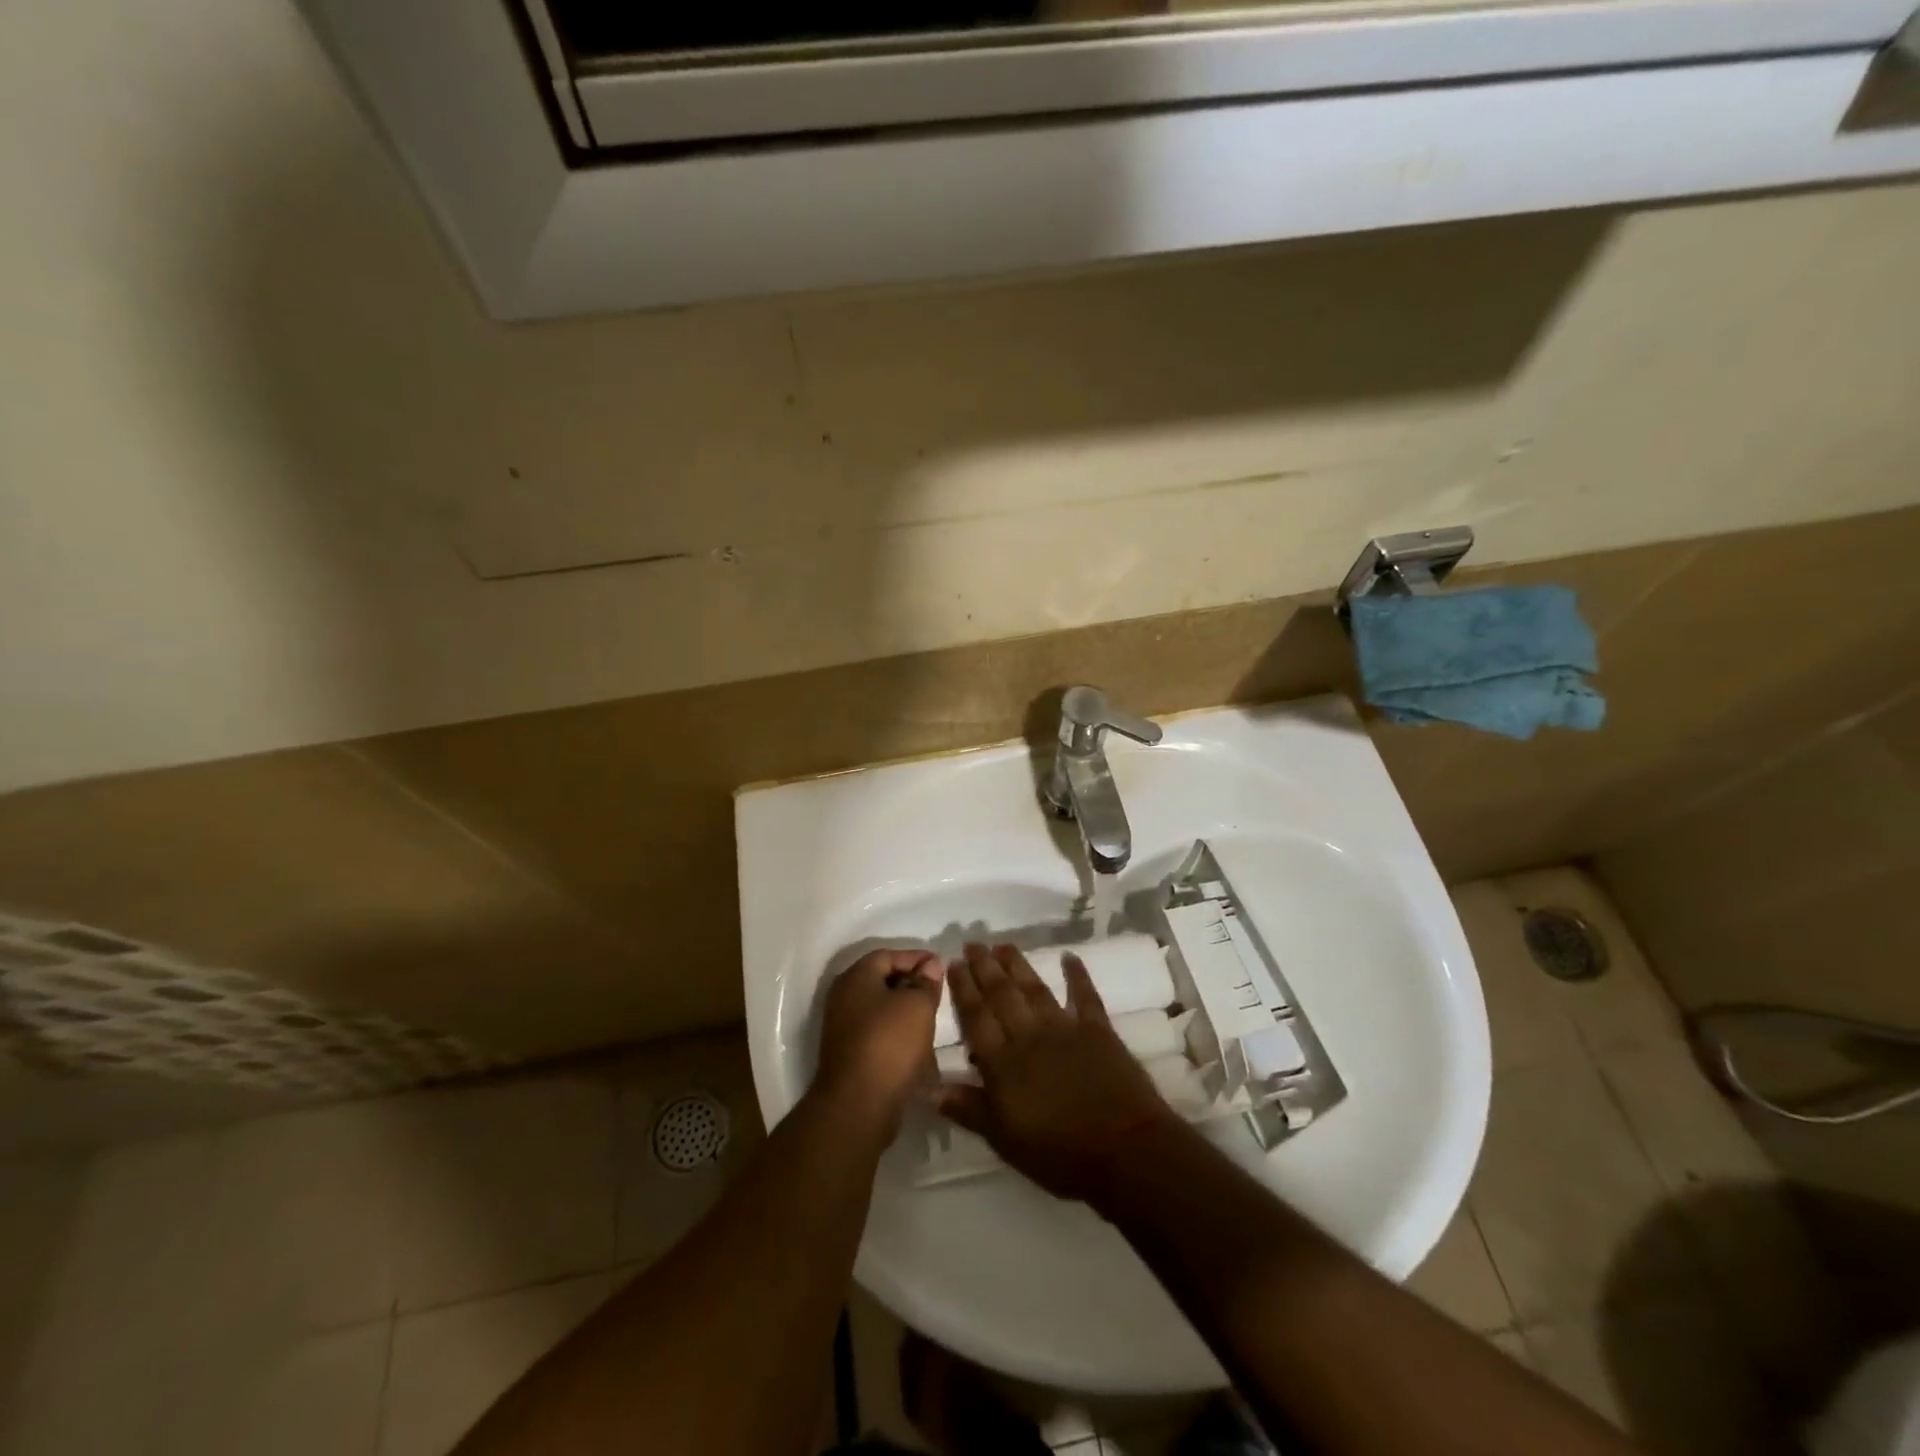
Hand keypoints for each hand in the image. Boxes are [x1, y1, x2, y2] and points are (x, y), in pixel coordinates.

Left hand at [815, 948, 944, 1131]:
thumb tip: (930, 965)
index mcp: (856, 977)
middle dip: (912, 983)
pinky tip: (917, 1043)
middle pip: (882, 980)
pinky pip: (877, 1032)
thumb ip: (926, 982)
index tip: (942, 966)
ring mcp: (843, 1027)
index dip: (916, 957)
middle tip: (938, 990)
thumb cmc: (889, 1044)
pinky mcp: (849, 1054)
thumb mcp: (918, 1006)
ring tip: (932, 1016)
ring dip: (905, 1010)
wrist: (858, 1106)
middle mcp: (844, 997)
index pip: (888, 955)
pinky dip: (897, 1032)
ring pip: (880, 1008)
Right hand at [937, 944, 1180, 1202]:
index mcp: (1003, 1063)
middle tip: (973, 943)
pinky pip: (1085, 996)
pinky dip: (1078, 975)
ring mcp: (1065, 1028)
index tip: (953, 962)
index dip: (963, 989)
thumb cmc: (1058, 1153)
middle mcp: (1029, 1036)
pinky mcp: (1098, 1030)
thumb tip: (929, 1088)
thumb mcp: (1004, 1140)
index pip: (976, 1018)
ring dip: (1018, 966)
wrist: (1123, 1149)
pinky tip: (1070, 957)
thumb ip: (969, 1109)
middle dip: (985, 968)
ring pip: (1035, 989)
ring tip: (1004, 944)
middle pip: (1002, 995)